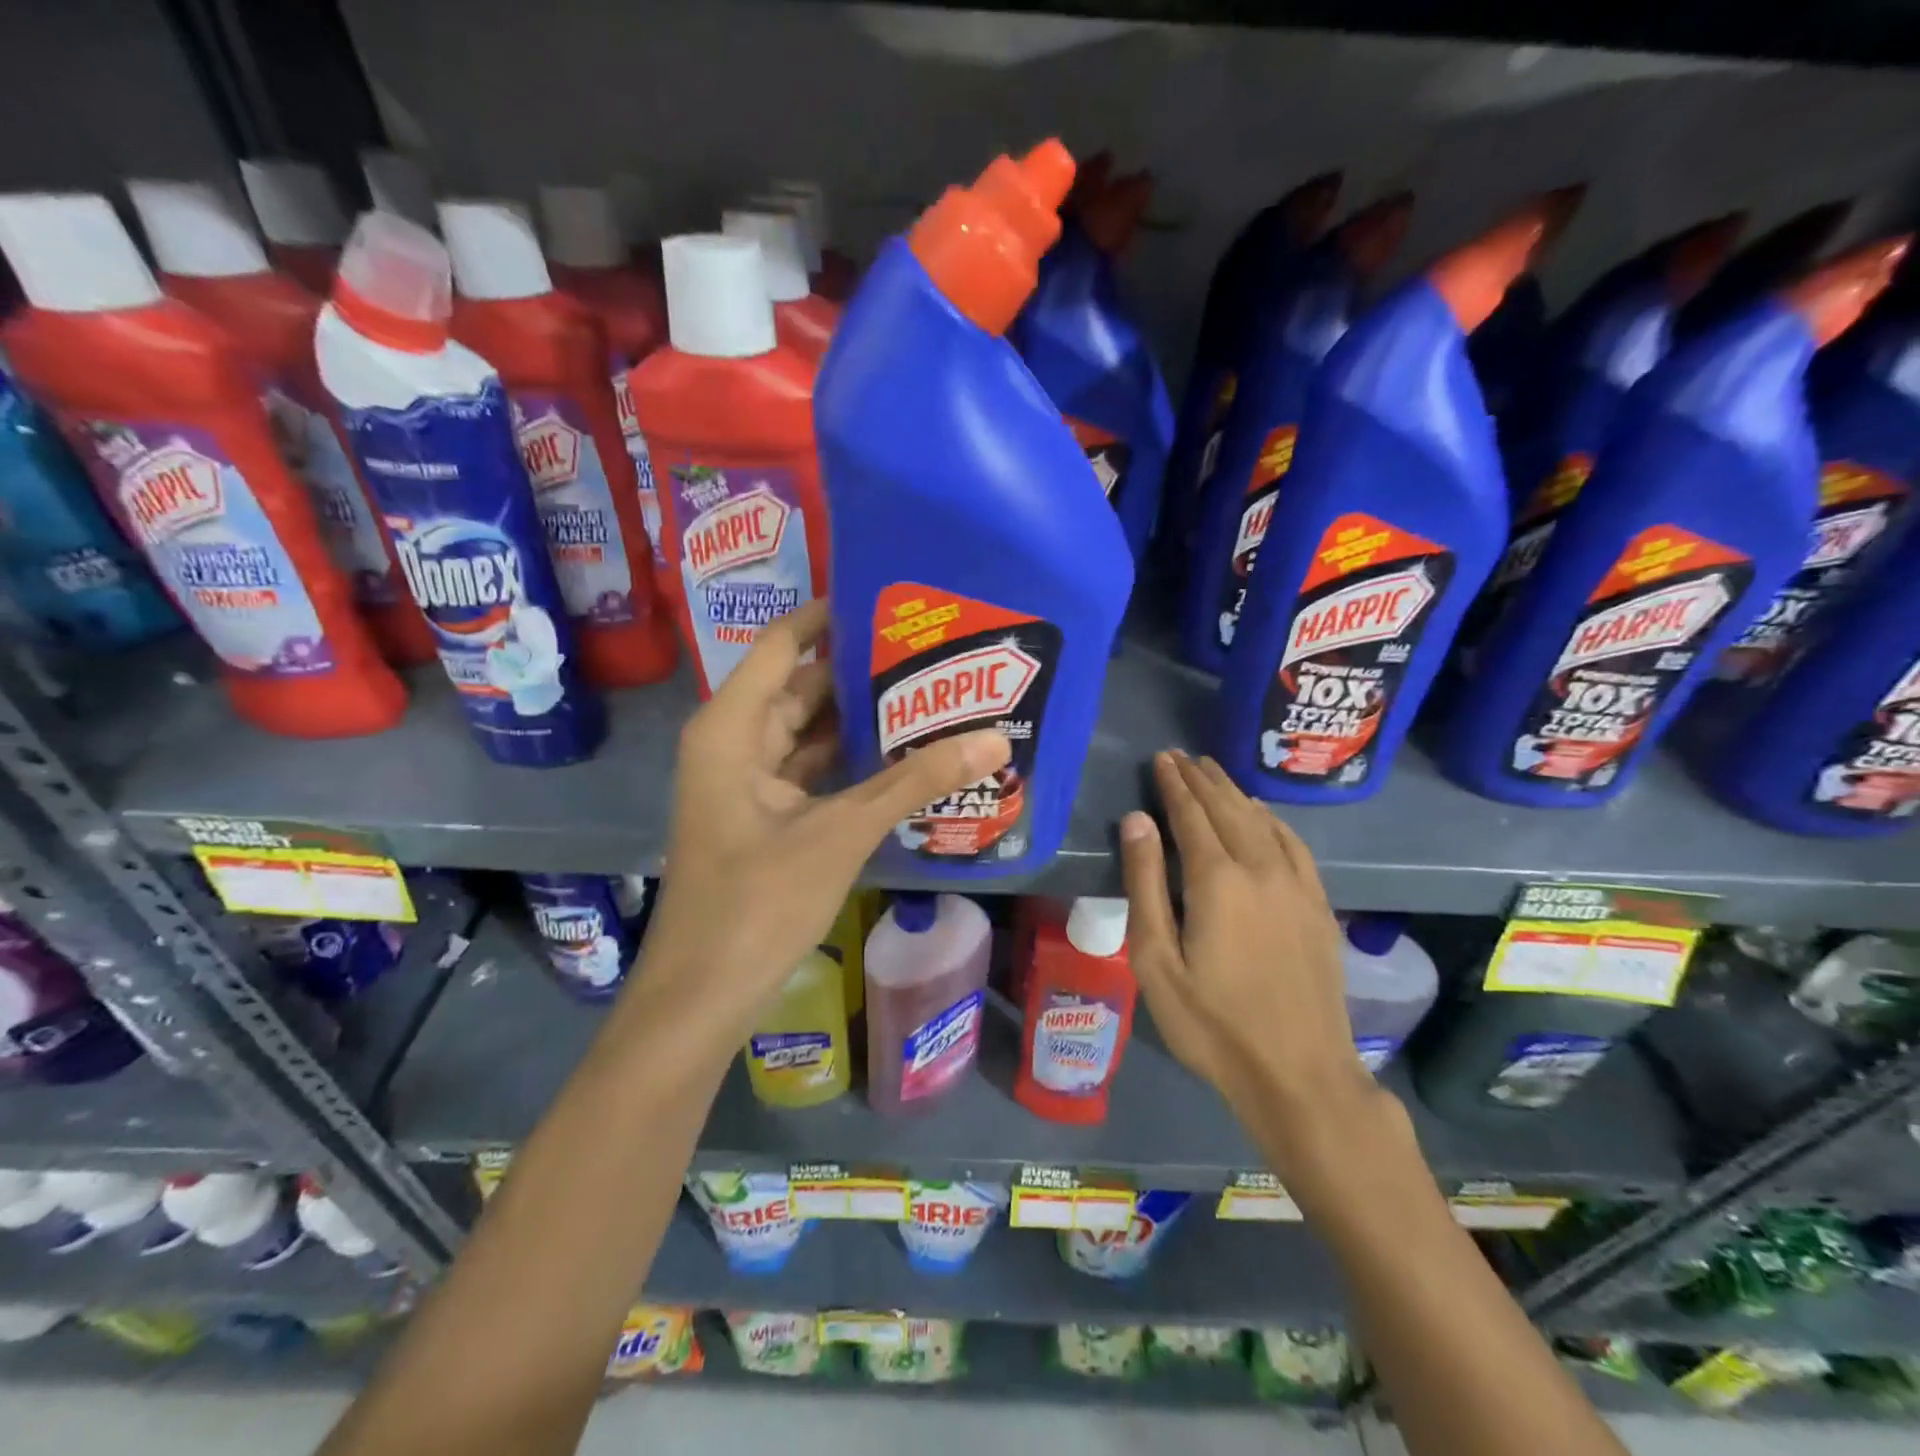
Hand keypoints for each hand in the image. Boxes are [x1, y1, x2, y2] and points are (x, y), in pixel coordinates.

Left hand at [631, 600, 1010, 1054]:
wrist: (704, 995)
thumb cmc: (758, 903)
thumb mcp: (842, 832)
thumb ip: (915, 782)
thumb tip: (993, 739)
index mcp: (732, 727)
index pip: (785, 644)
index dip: (833, 616)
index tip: (892, 598)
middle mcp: (735, 742)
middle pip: (803, 686)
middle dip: (862, 671)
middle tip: (931, 650)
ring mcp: (748, 782)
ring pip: (809, 732)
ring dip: (860, 719)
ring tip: (929, 694)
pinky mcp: (766, 816)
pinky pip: (812, 771)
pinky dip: (851, 762)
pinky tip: (903, 755)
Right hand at [1119, 751, 1375, 1157]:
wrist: (1299, 1074)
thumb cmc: (1211, 1022)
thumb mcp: (1156, 959)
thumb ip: (1146, 884)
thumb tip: (1137, 820)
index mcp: (1217, 880)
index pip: (1191, 814)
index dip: (1174, 784)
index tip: (1162, 758)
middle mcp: (1261, 868)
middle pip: (1228, 809)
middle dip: (1202, 779)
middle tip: (1182, 756)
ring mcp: (1297, 886)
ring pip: (1262, 821)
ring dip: (1235, 793)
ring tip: (1214, 772)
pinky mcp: (1318, 906)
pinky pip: (1294, 845)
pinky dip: (1273, 820)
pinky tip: (1263, 815)